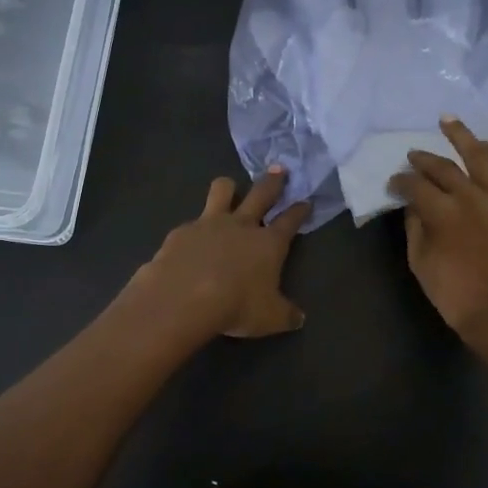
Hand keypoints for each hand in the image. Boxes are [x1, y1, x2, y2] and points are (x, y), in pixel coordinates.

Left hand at [131, 168, 310, 338]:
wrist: (183, 298)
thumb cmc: (236, 306)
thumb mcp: (270, 318)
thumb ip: (286, 314)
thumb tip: (299, 317)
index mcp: (268, 243)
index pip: (290, 221)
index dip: (299, 211)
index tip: (306, 201)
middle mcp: (242, 225)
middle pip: (261, 194)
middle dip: (273, 181)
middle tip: (279, 169)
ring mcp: (209, 223)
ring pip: (222, 191)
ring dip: (228, 187)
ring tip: (228, 187)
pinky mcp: (182, 231)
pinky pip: (192, 222)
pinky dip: (195, 229)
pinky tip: (191, 241)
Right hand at [389, 117, 487, 350]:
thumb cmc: (457, 295)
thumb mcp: (421, 264)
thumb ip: (415, 229)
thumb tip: (413, 205)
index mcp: (442, 214)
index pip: (415, 186)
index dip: (400, 181)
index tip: (394, 183)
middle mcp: (471, 197)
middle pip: (443, 167)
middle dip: (423, 159)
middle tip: (413, 155)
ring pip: (480, 156)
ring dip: (461, 136)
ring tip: (448, 122)